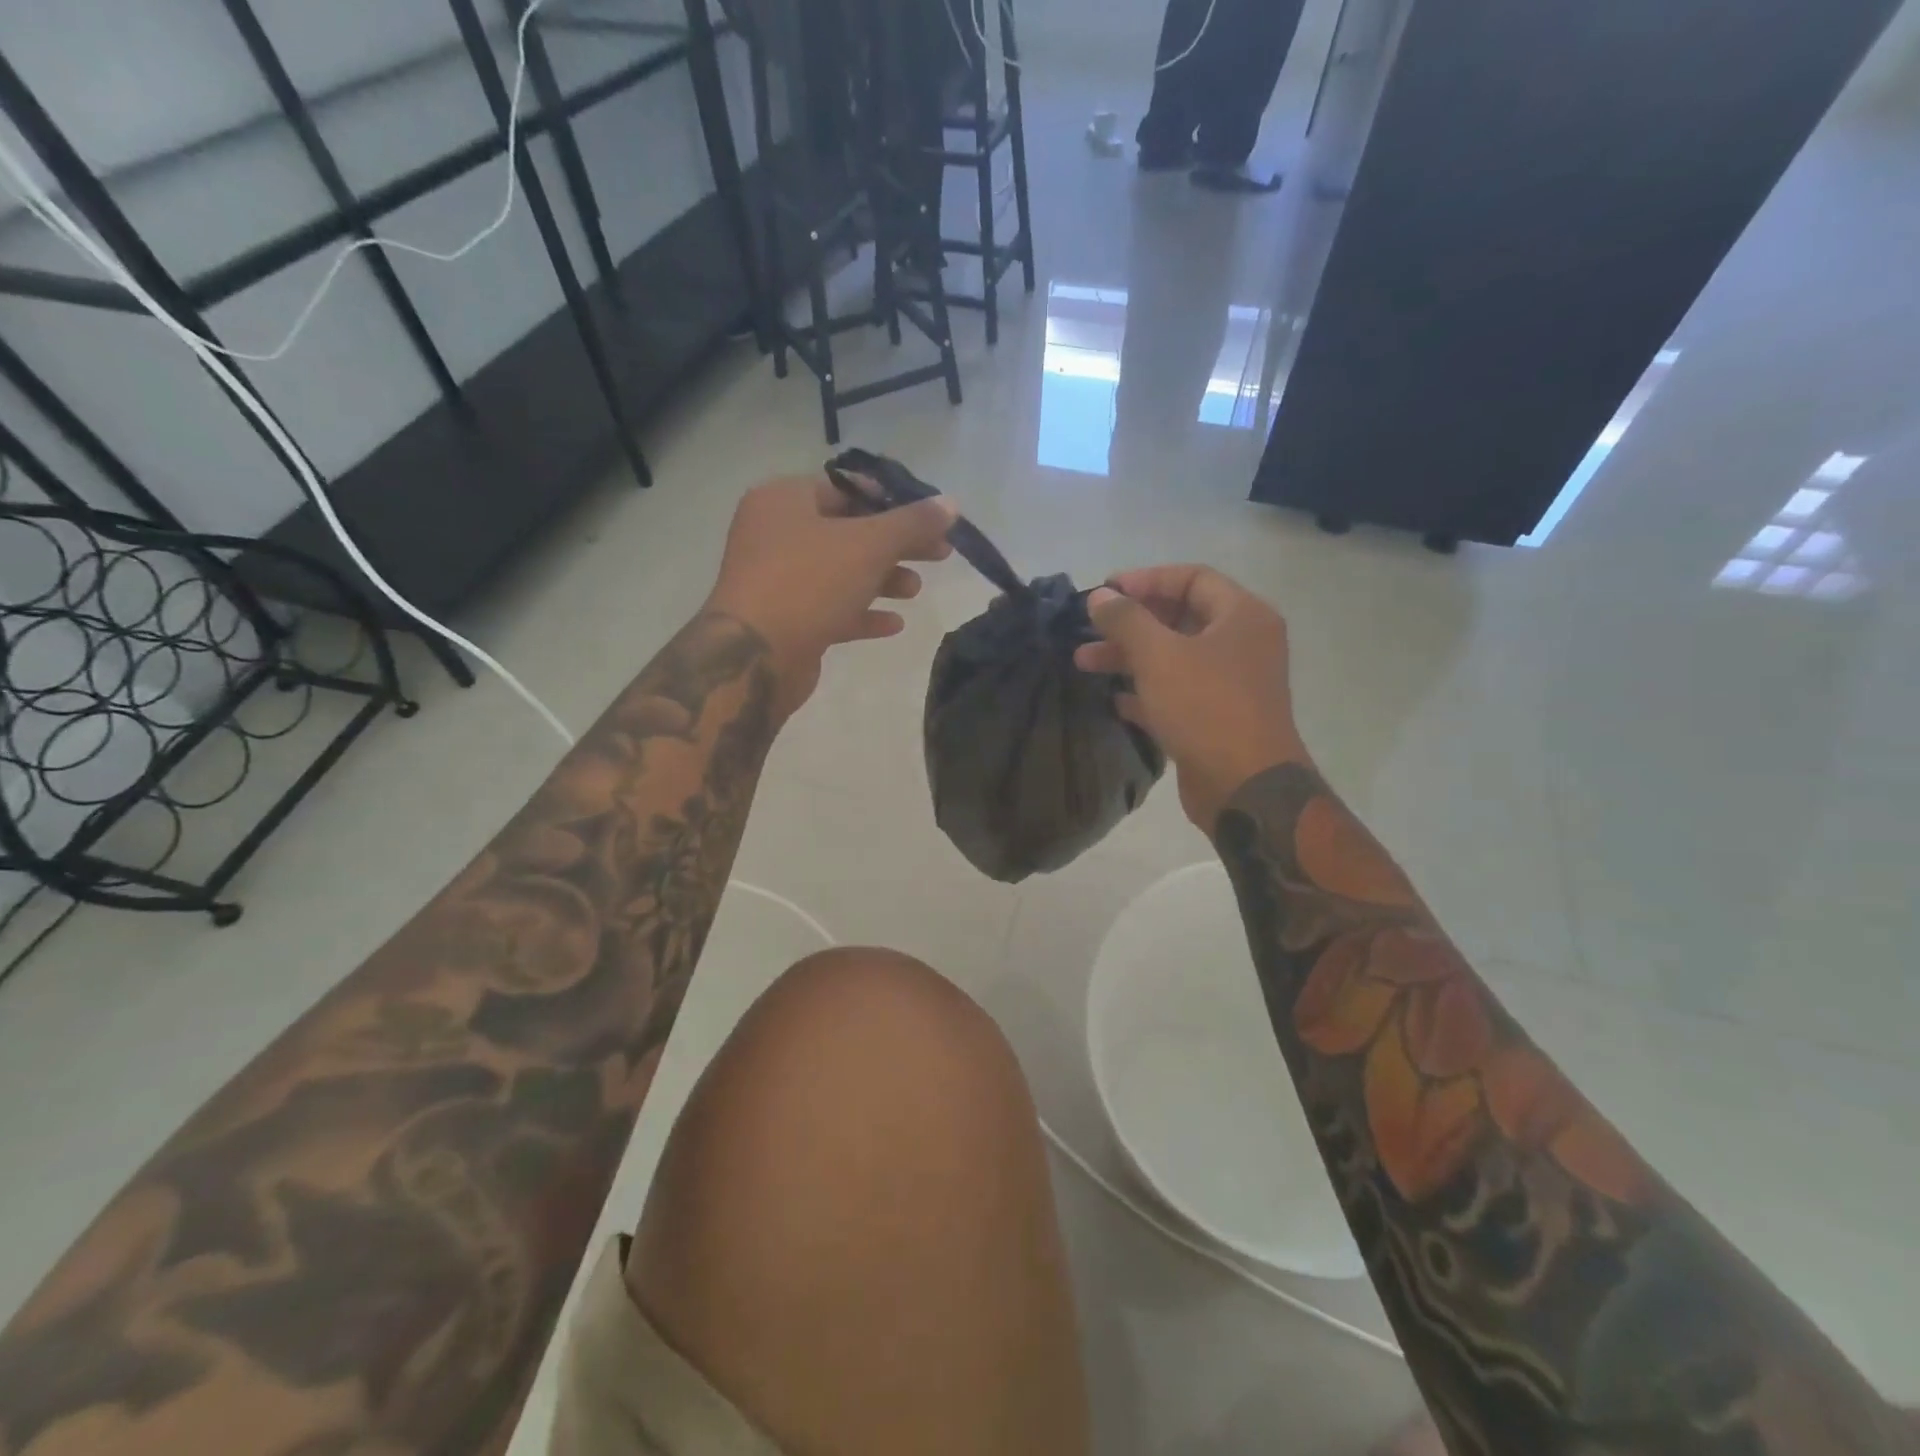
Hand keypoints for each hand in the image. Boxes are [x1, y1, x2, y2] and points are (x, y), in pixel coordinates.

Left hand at [705, 475, 956, 717]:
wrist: (755, 656)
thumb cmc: (809, 583)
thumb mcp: (869, 545)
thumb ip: (912, 523)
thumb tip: (951, 503)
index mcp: (785, 500)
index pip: (847, 489)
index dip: (893, 502)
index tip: (930, 521)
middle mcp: (775, 533)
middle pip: (849, 532)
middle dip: (895, 545)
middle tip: (939, 556)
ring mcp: (777, 579)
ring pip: (840, 572)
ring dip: (882, 580)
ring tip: (915, 591)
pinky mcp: (785, 619)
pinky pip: (830, 608)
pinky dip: (862, 613)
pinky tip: (894, 624)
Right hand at [1073, 564, 1307, 832]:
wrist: (1245, 787)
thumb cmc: (1206, 708)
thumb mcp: (1159, 656)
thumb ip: (1126, 620)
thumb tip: (1100, 596)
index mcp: (1242, 616)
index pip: (1192, 578)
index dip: (1146, 580)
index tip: (1105, 591)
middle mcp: (1241, 644)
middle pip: (1179, 618)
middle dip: (1130, 623)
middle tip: (1088, 629)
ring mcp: (1231, 684)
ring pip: (1173, 658)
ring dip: (1129, 657)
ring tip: (1083, 662)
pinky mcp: (1216, 718)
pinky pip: (1176, 693)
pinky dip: (1145, 692)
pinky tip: (1113, 699)